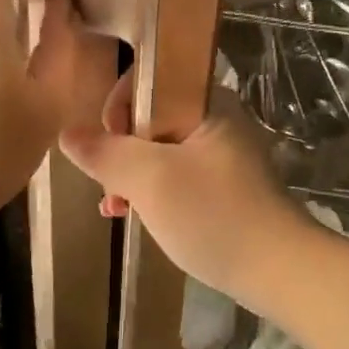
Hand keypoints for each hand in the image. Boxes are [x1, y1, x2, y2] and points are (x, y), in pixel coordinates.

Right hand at [59, 71, 316, 314]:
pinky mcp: (223, 184)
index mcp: (206, 101)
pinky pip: (175, 173)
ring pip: (159, 148)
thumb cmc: (214, 215)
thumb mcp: (150, 181)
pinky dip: (151, 190)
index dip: (119, 104)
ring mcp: (221, 153)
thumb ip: (106, 153)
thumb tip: (68, 133)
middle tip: (109, 184)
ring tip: (114, 206)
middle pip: (150, 115)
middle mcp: (216, 118)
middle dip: (120, 147)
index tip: (108, 143)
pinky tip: (131, 216)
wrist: (280, 271)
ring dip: (131, 173)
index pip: (151, 77)